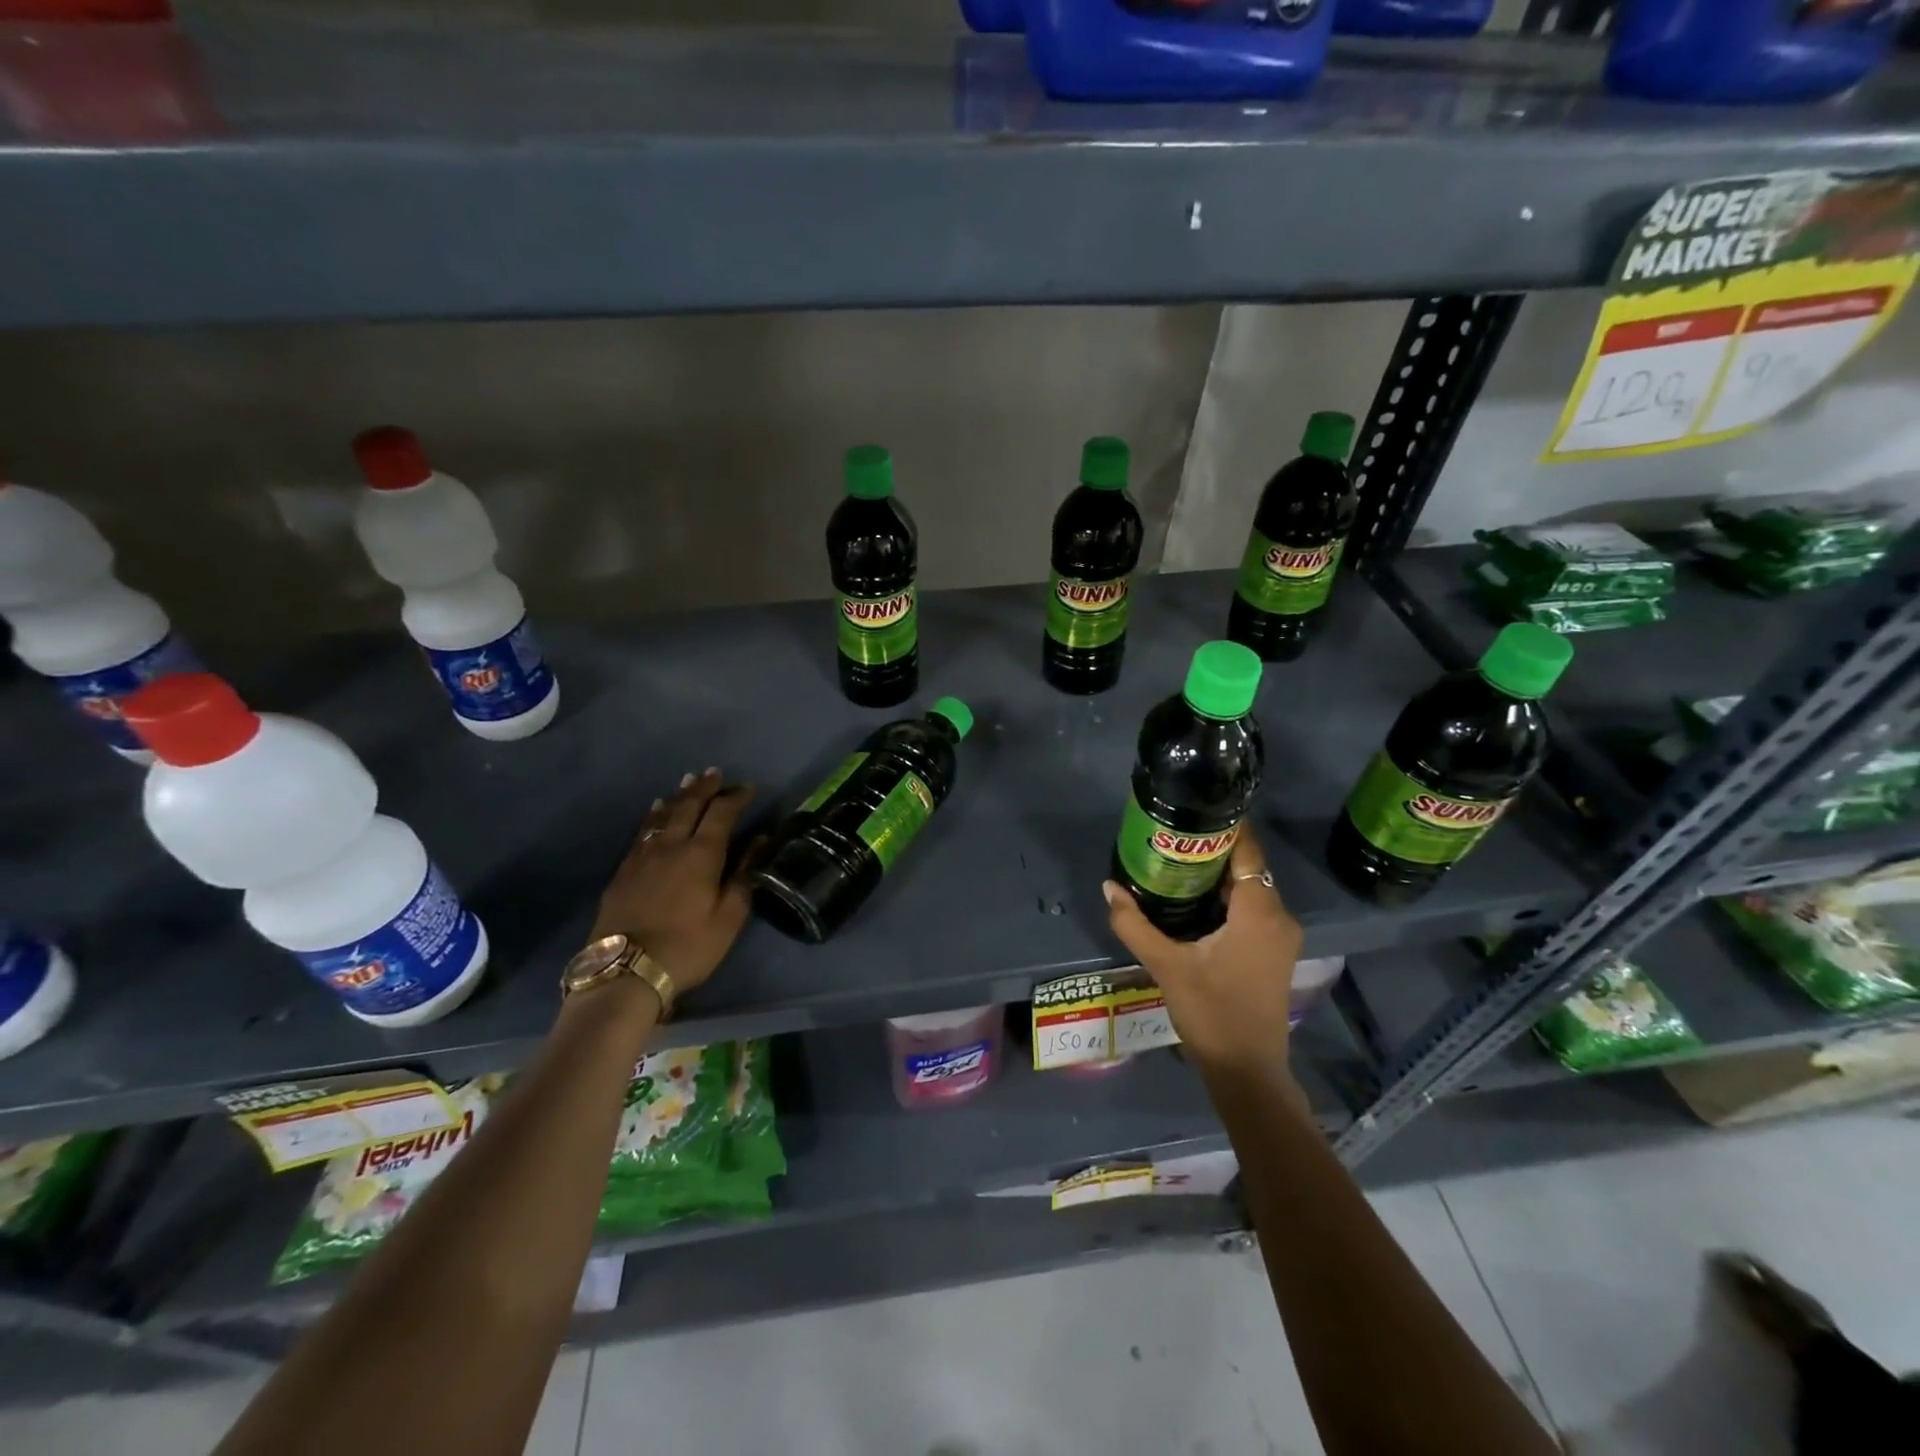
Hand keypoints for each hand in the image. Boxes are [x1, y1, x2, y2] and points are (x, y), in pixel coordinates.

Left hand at [590, 769, 757, 993]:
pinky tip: (655, 812)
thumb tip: (760, 840)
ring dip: (679, 796)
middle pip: (689, 806)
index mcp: (702, 854)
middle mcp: (671, 845)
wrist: (625, 971)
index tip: (749, 788)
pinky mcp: (623, 871)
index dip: (736, 798)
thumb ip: (745, 874)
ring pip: (663, 815)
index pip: (722, 814)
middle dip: (705, 788)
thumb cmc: (688, 946)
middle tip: (716, 774)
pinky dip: (654, 816)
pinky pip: (642, 831)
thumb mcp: (729, 916)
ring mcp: (643, 856)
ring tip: (688, 782)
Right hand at [1103, 829, 1302, 1077]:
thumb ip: (1134, 924)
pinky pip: (1252, 908)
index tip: (1193, 809)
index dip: (1224, 826)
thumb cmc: (1211, 1013)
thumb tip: (1109, 887)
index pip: (1247, 850)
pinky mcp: (1273, 951)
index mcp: (1259, 911)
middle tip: (1171, 836)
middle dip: (1212, 850)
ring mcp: (1279, 936)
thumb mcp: (1166, 965)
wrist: (1247, 1071)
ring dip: (1217, 875)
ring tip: (1175, 860)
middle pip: (1247, 867)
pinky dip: (1226, 898)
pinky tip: (1194, 899)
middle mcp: (1278, 916)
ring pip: (1249, 889)